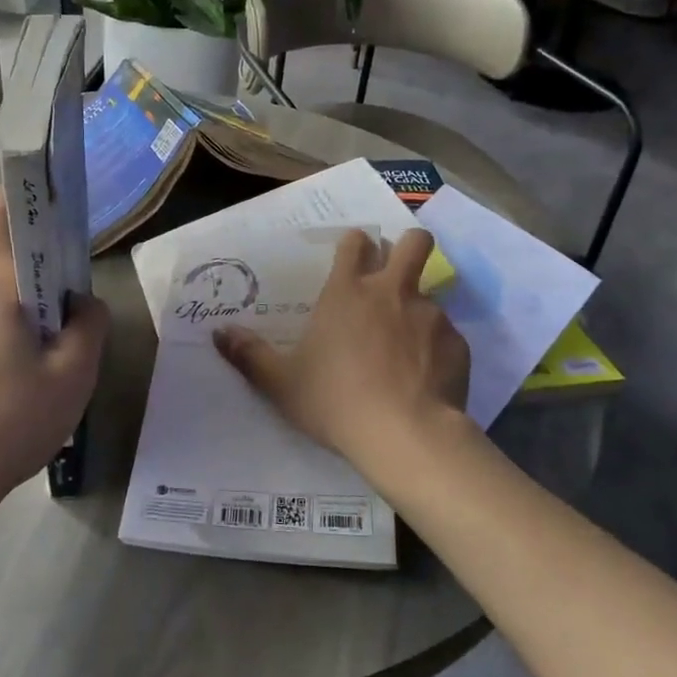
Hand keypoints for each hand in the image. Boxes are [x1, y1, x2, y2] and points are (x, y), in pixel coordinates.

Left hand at [0, 192, 108, 519]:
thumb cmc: (13, 421)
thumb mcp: (75, 374)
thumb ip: (90, 323)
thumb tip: (82, 302)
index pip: (0, 214)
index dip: (25, 195)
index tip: (52, 201)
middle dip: (26, 259)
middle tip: (60, 292)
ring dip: (4, 295)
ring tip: (31, 339)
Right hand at [214, 228, 469, 494]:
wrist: (405, 435)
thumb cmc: (335, 401)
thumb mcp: (282, 384)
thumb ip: (250, 355)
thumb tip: (219, 333)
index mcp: (348, 292)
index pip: (356, 242)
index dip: (356, 244)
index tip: (354, 257)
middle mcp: (392, 291)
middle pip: (414, 242)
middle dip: (407, 246)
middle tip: (396, 272)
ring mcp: (430, 314)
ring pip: (430, 292)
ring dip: (418, 308)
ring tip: (407, 345)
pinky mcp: (458, 343)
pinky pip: (447, 334)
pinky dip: (437, 347)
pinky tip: (426, 377)